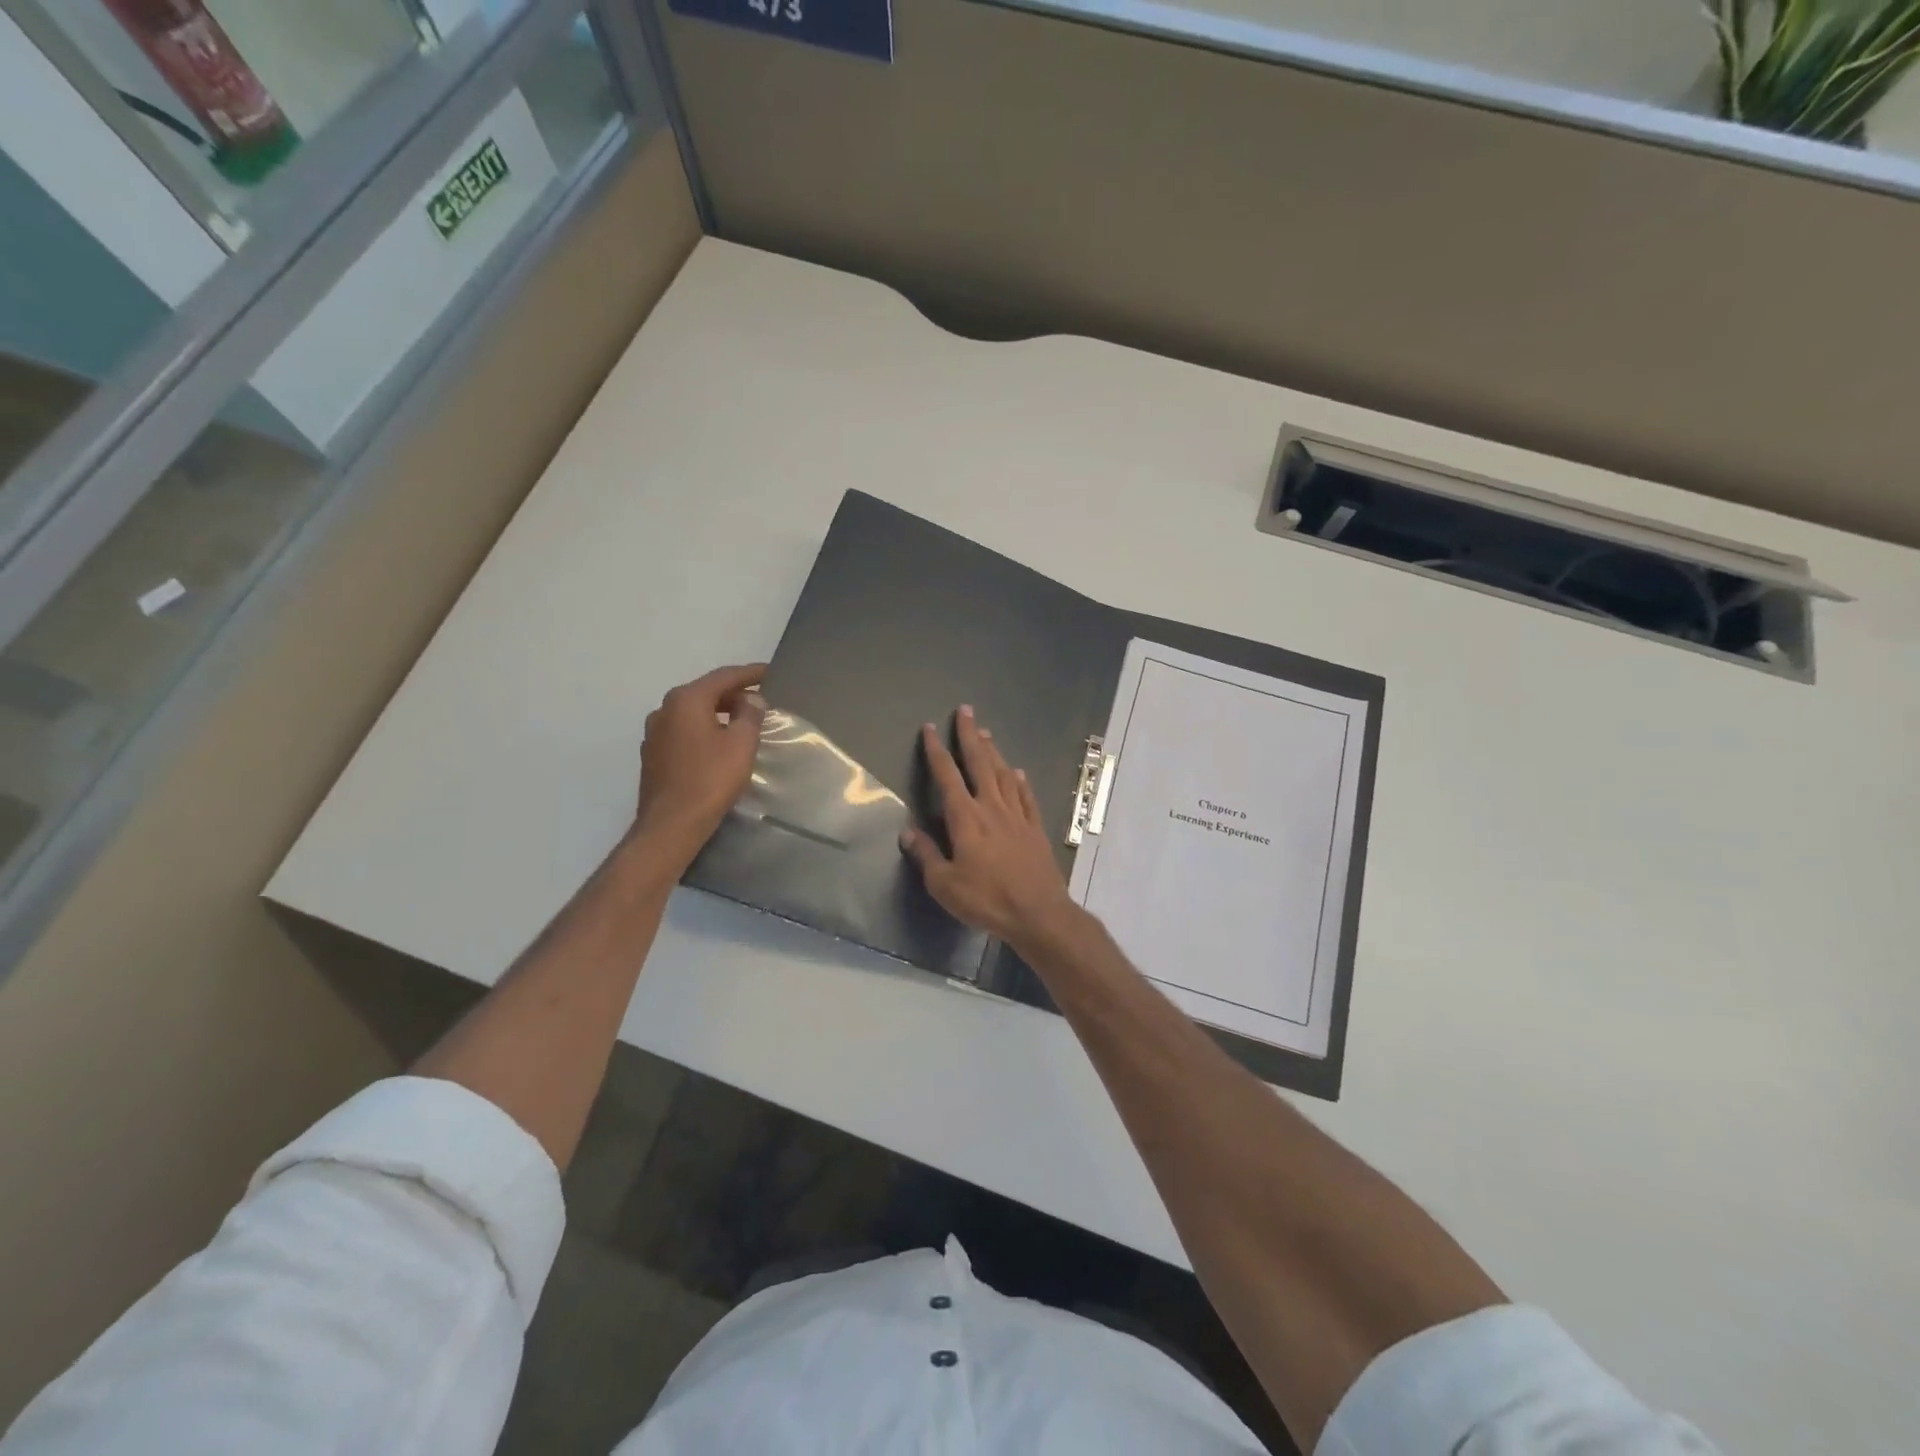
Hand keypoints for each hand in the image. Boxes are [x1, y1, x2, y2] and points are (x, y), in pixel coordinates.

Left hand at [634, 663, 767, 862]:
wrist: (671, 824)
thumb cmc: (710, 780)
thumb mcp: (741, 744)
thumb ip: (750, 715)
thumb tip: (751, 699)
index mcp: (686, 700)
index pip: (723, 677)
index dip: (750, 674)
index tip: (770, 672)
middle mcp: (665, 709)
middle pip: (705, 692)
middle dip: (733, 693)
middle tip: (760, 699)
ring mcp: (654, 733)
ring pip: (693, 712)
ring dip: (718, 712)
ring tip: (742, 721)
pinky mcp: (653, 755)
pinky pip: (684, 731)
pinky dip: (704, 729)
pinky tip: (718, 743)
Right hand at [899, 705, 1078, 948]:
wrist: (1038, 913)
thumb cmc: (986, 899)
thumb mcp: (944, 884)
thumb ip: (926, 855)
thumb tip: (907, 831)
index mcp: (965, 818)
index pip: (947, 775)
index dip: (936, 750)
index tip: (929, 728)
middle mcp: (991, 807)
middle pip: (979, 763)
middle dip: (969, 735)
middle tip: (966, 710)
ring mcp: (1017, 816)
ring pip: (1004, 774)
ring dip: (994, 751)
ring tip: (987, 733)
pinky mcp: (1035, 828)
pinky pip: (1026, 797)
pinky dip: (1020, 782)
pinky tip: (1018, 773)